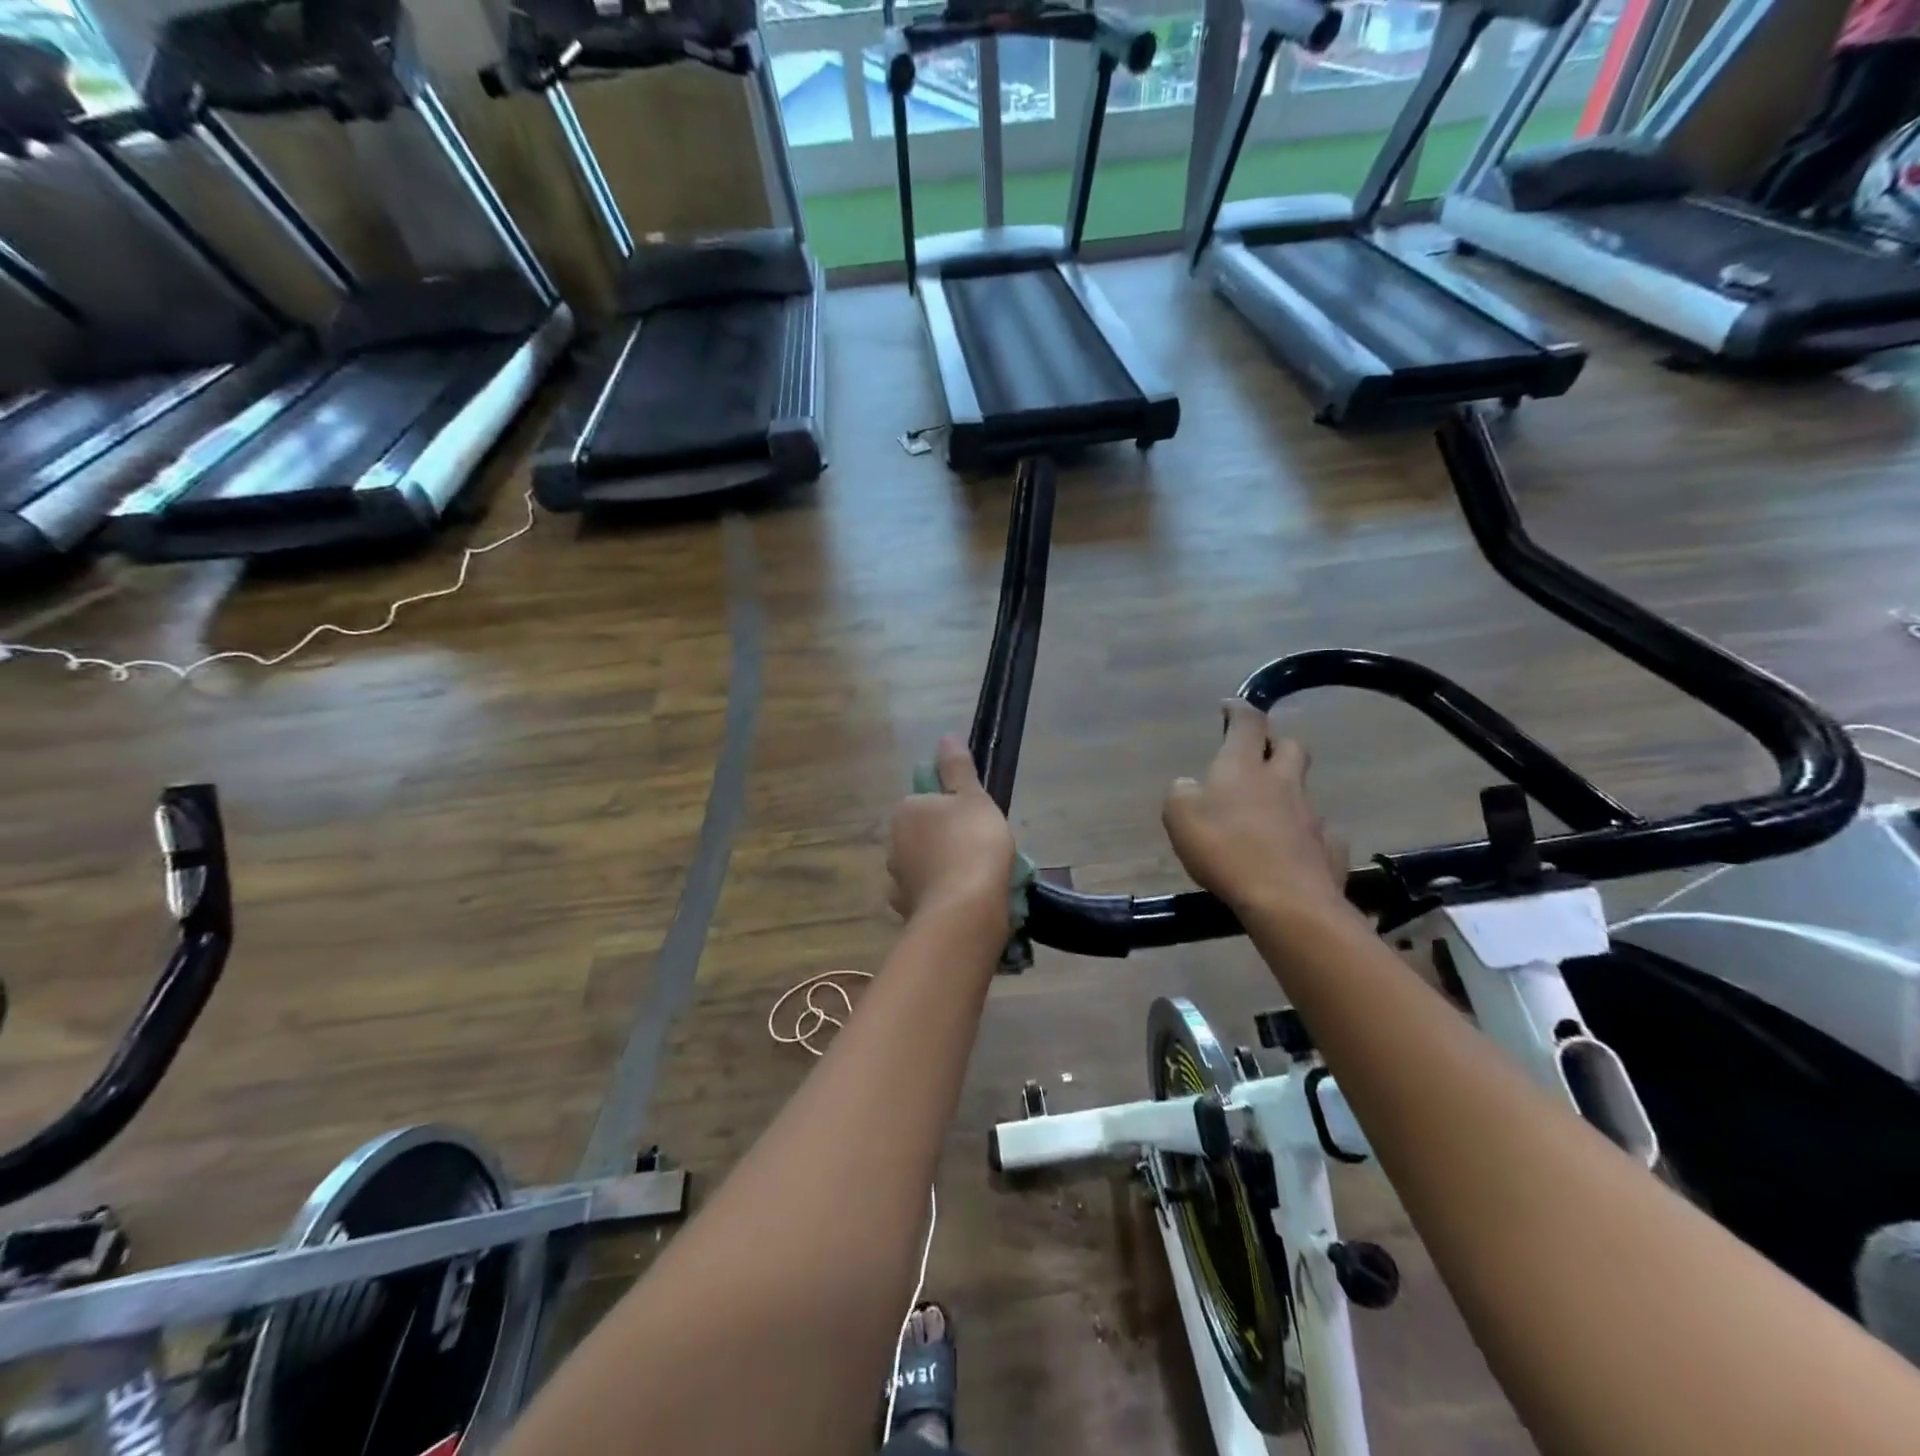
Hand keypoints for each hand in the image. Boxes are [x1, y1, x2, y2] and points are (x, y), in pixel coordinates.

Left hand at [887, 735, 1016, 926]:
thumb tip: (946, 736)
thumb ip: (957, 767)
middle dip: (944, 843)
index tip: (977, 823)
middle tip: (980, 851)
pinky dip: (941, 898)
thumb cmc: (972, 843)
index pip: (925, 802)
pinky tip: (962, 904)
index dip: (952, 811)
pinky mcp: (907, 912)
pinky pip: (926, 898)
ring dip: (941, 872)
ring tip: (976, 882)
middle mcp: (893, 844)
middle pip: (922, 837)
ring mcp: (897, 882)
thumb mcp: (972, 797)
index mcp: (906, 812)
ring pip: (922, 869)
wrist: (965, 910)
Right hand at [1163, 700, 1350, 922]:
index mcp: (1243, 767)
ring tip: (1267, 816)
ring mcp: (1312, 815)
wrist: (1285, 900)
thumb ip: (1181, 793)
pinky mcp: (1330, 849)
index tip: (1230, 707)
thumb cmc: (1224, 849)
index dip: (1239, 710)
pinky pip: (1320, 835)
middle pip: (1291, 747)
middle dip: (1276, 744)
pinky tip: (1292, 852)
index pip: (1248, 723)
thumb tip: (1189, 785)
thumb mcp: (1179, 816)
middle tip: (1259, 756)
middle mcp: (1282, 782)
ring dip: (1287, 795)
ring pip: (1303, 792)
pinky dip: (1305, 837)